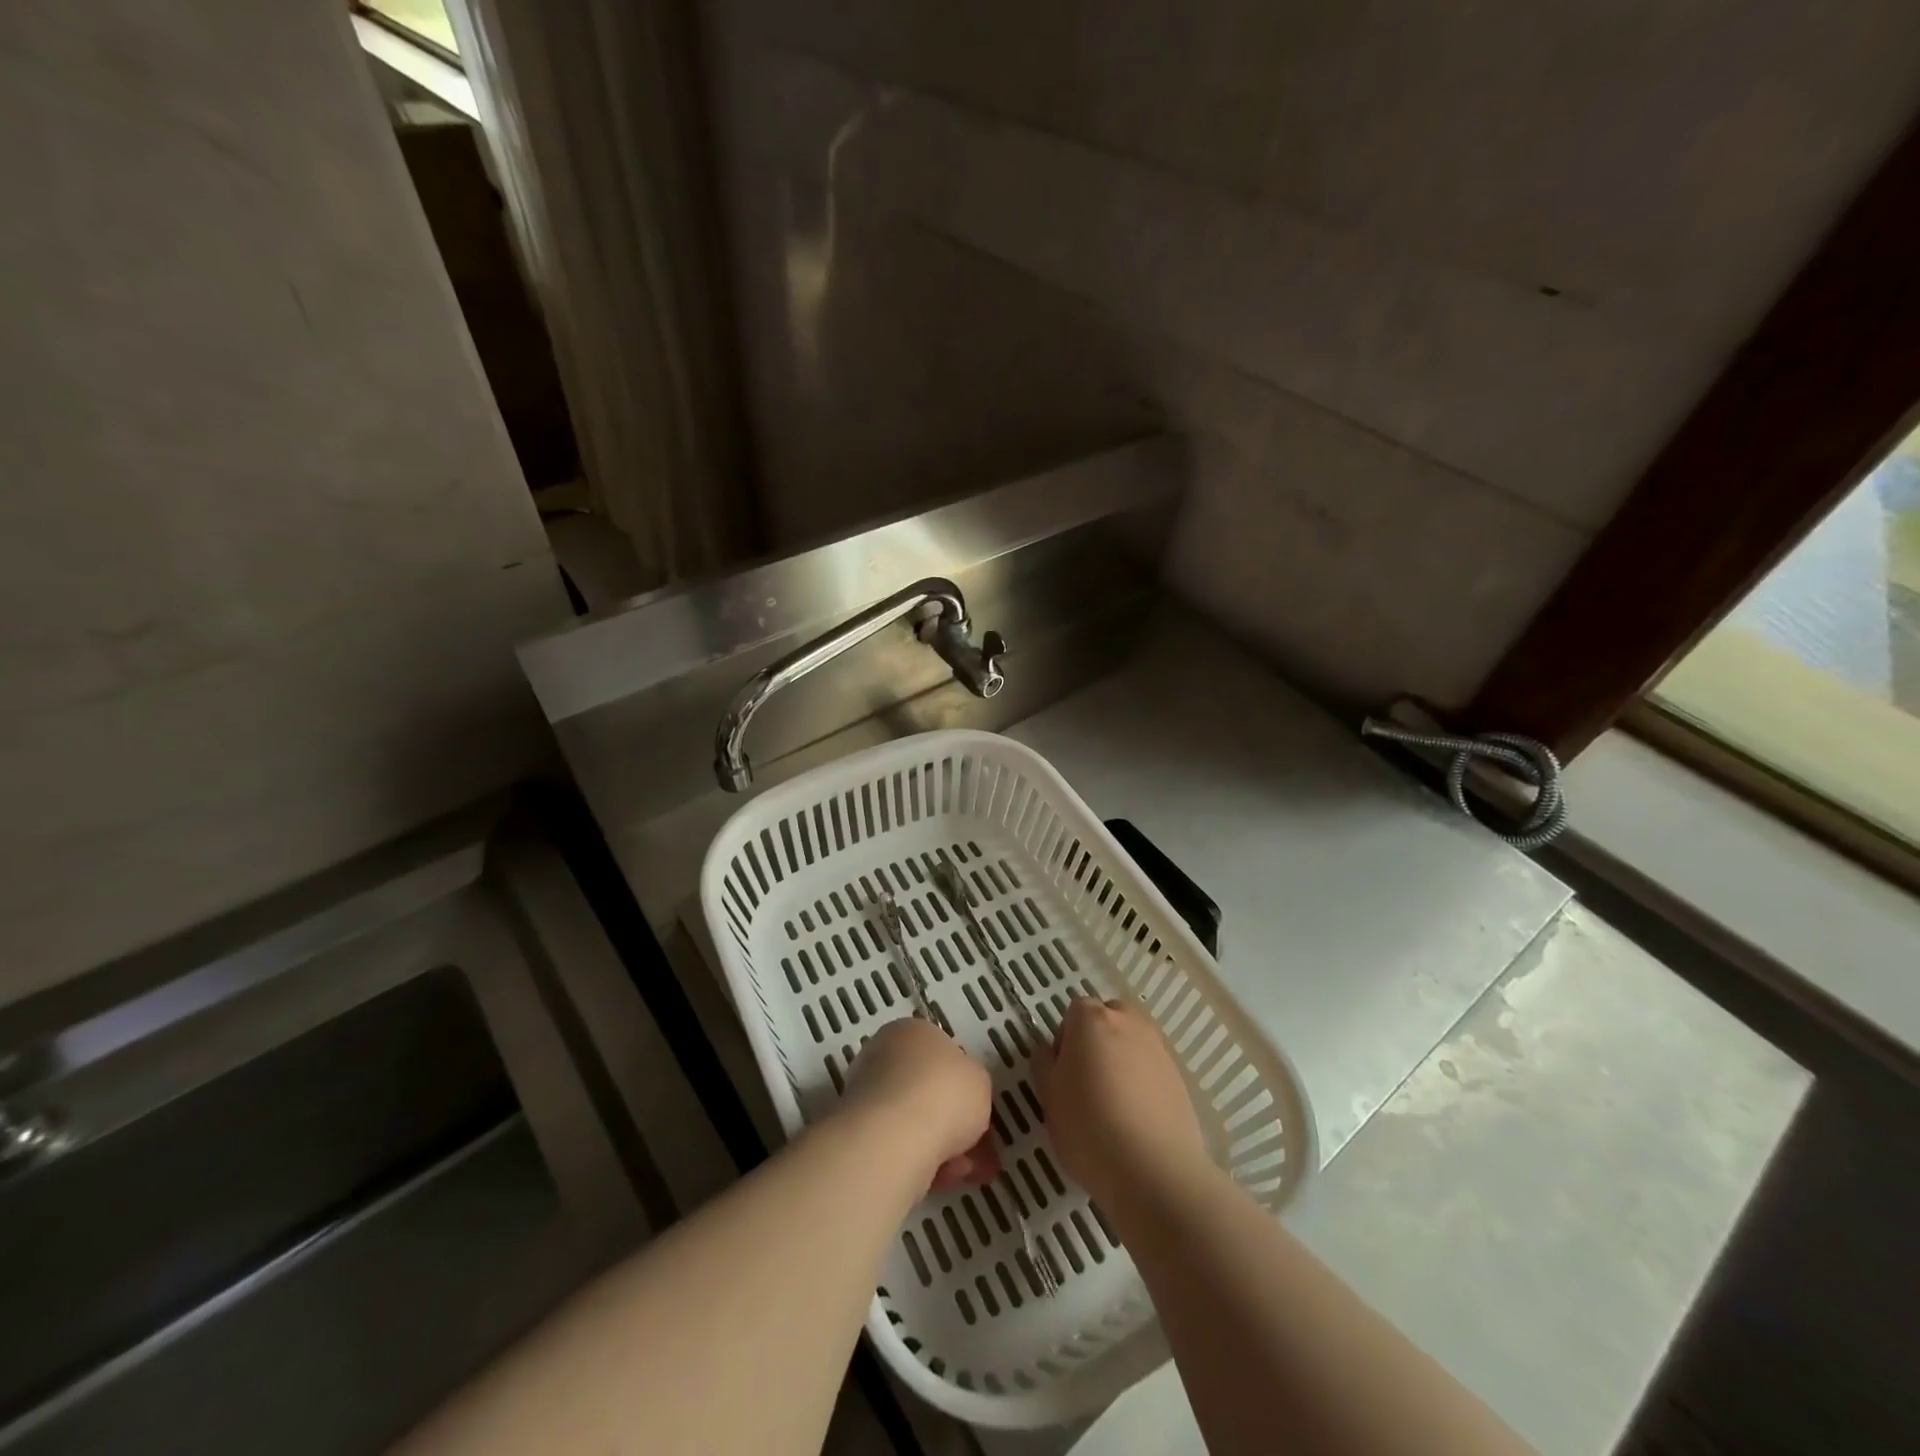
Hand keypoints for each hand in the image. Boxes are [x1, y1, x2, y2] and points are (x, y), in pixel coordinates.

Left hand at [843, 1016, 998, 1188]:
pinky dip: (922, 1162)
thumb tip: (962, 1096)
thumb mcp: (980, 1081)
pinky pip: (899, 1146)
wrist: (895, 1137)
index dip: (963, 1083)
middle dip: (954, 1121)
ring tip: (966, 1172)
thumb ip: (973, 1084)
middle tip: (978, 1148)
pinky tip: (942, 1179)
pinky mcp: (858, 1133)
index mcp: (912, 1031)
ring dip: (943, 1146)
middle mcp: (884, 1055)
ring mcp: (866, 1094)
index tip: (978, 1109)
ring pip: (915, 1122)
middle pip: (927, 1090)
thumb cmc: (945, 1094)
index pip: (940, 1052)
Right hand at [1039, 998, 1207, 1207]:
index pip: (1074, 1011)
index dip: (1066, 1039)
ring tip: (1114, 1102)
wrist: (1154, 1170)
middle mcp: (1128, 1022)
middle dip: (1097, 1039)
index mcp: (1091, 1019)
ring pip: (1133, 1041)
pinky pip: (1152, 1066)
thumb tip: (1048, 1050)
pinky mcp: (1179, 1076)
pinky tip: (1137, 1116)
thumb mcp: (1049, 1096)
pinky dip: (1143, 1080)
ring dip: (1122, 1058)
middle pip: (1108, 1018)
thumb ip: (1044, 1063)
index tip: (1063, 1071)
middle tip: (1088, 1080)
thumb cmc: (1088, 1127)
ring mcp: (1158, 1047)